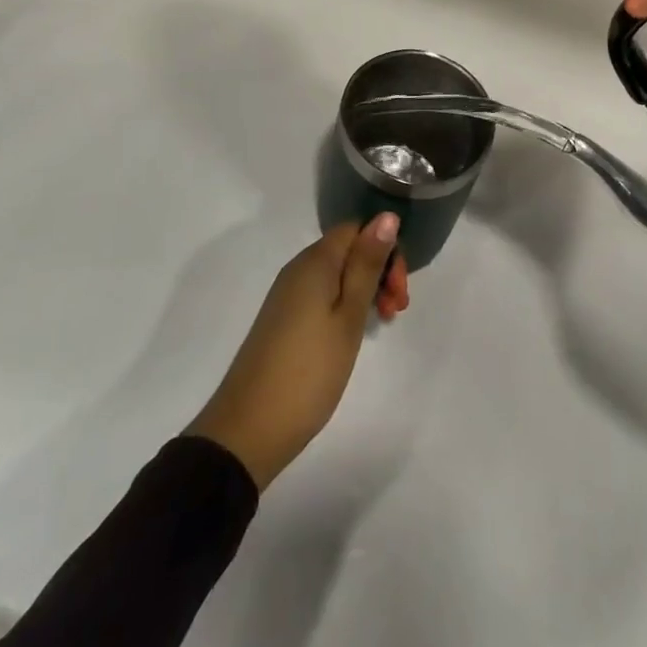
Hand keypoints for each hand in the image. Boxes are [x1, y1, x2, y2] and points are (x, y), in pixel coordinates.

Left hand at [186, 214, 404, 490]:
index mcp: (315, 261)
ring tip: (380, 324)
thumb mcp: (348, 317)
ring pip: (337, 274)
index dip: (385, 249)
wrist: (247, 431)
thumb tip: (387, 215)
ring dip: (364, 290)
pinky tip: (352, 334)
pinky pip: (322, 294)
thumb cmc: (308, 371)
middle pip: (348, 249)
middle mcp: (298, 268)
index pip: (358, 228)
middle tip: (395, 311)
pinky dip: (344, 306)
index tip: (399, 290)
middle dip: (379, 271)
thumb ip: (367, 265)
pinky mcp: (282, 319)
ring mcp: (287, 295)